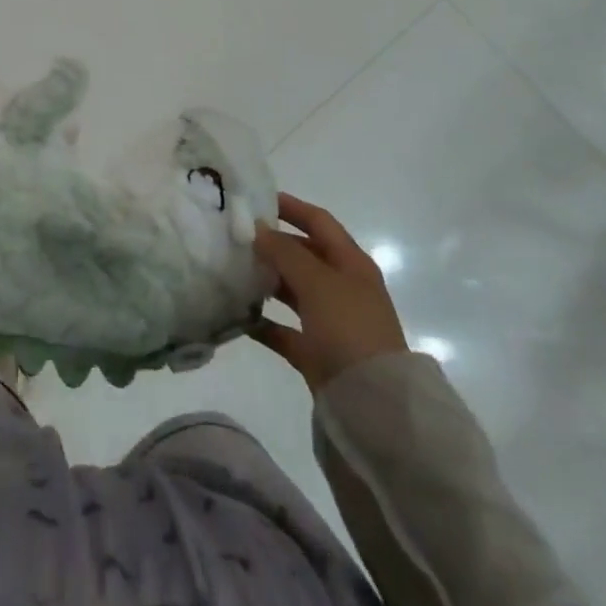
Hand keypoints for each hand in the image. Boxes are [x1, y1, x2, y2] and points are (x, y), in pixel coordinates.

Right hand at [252, 192, 406, 391]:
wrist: (374, 405)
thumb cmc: (349, 329)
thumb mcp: (318, 282)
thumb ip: (286, 252)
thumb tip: (258, 228)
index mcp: (351, 263)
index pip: (319, 221)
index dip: (291, 207)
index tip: (255, 200)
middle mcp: (342, 287)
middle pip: (303, 255)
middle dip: (272, 245)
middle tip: (234, 237)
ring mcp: (330, 321)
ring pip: (292, 291)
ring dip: (265, 281)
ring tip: (231, 271)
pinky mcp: (317, 353)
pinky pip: (285, 330)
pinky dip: (263, 322)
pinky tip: (237, 316)